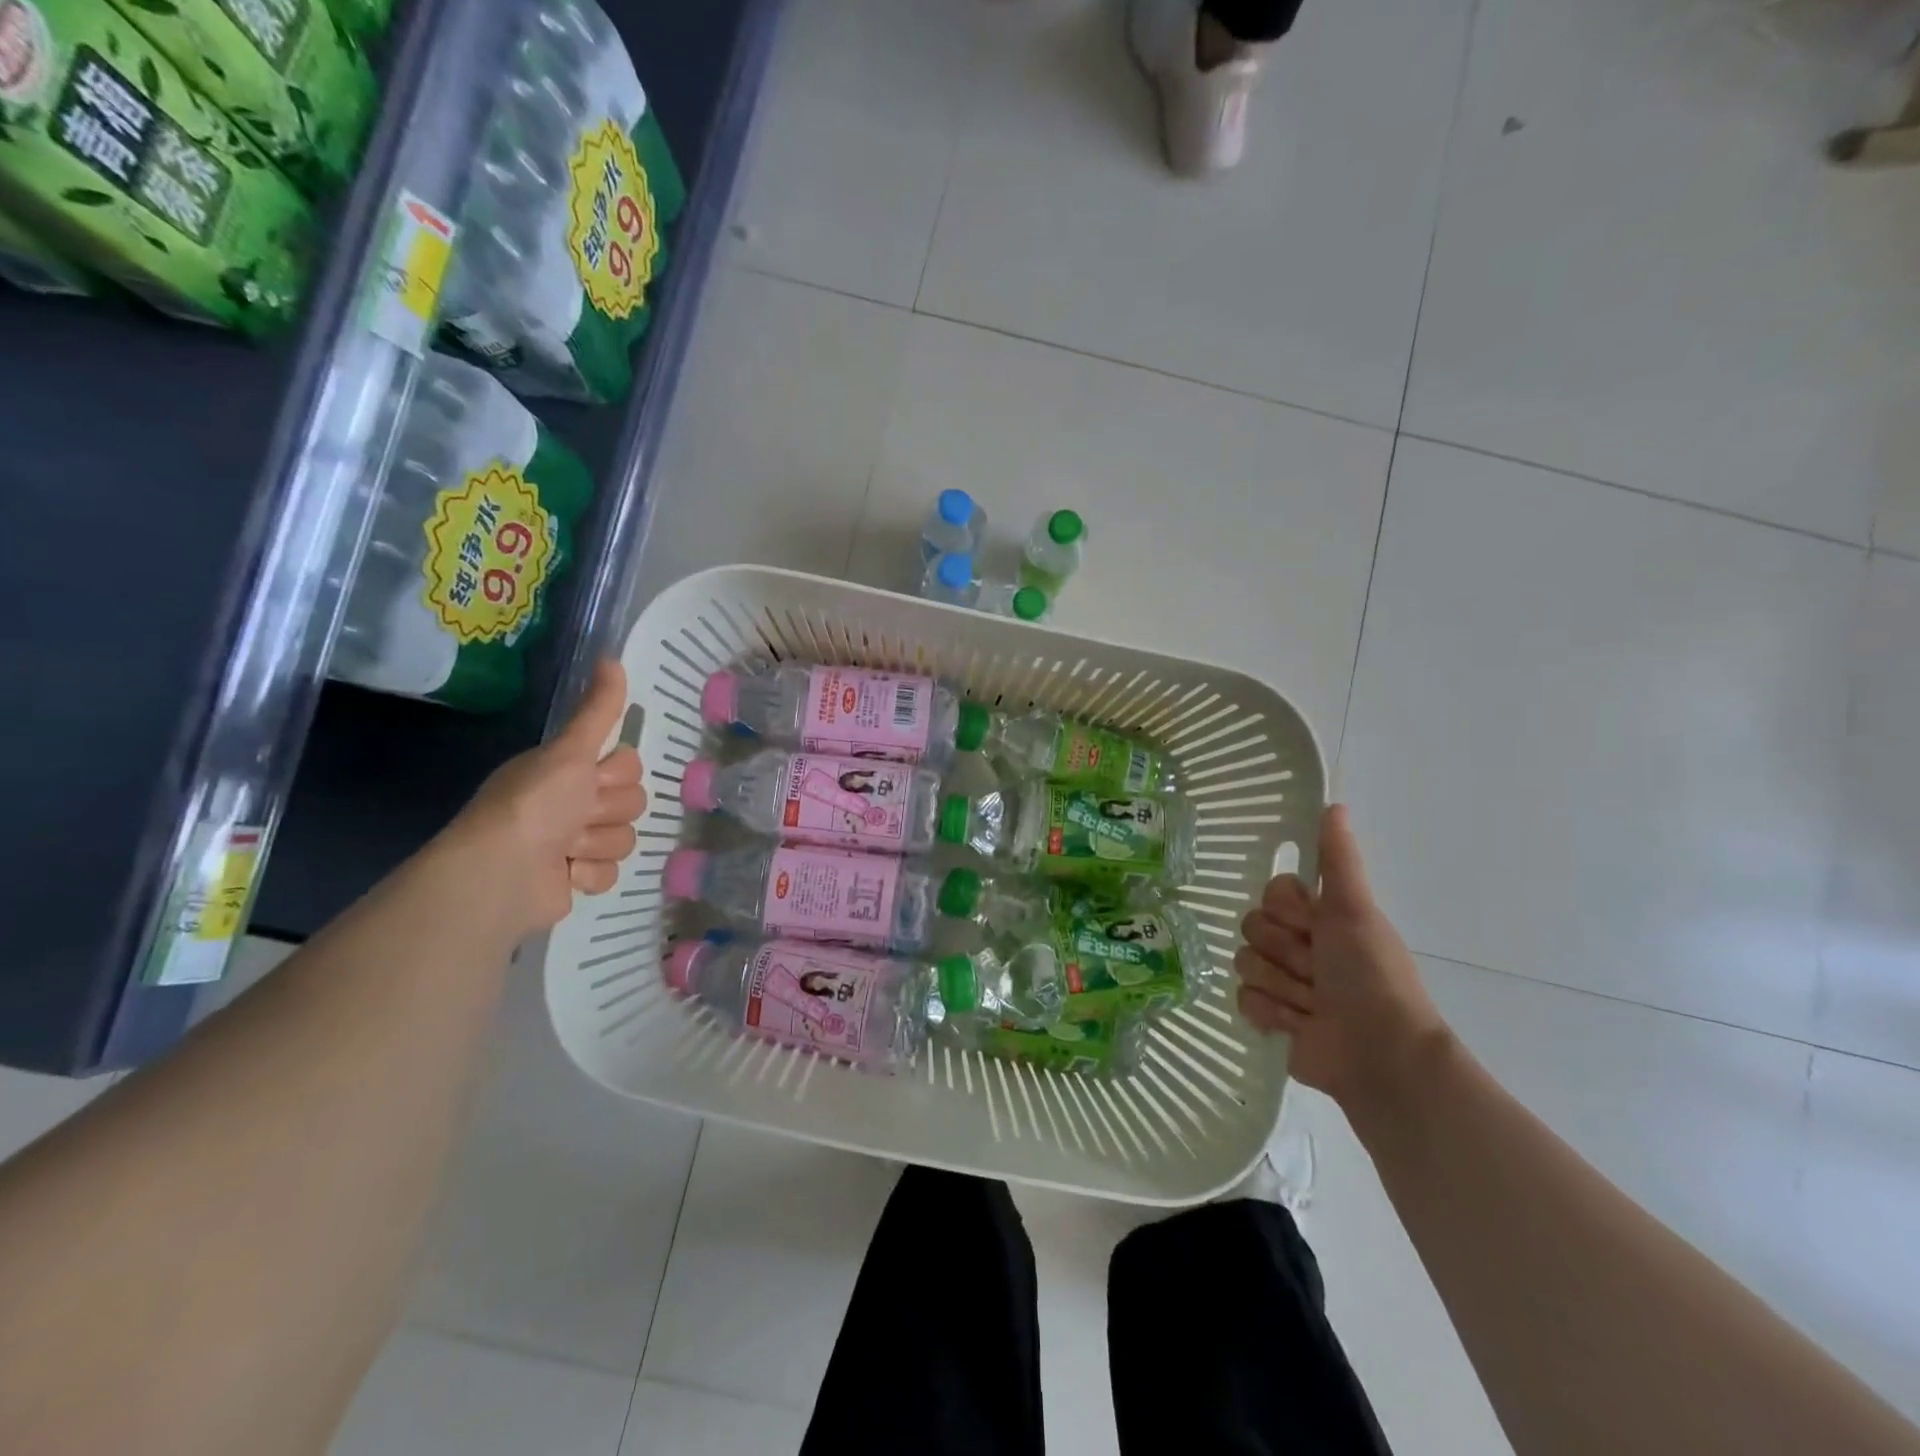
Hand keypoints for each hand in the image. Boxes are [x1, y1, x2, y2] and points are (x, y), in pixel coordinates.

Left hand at [441, 660, 647, 938]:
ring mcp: (575, 842)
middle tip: (575, 816)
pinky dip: (589, 874)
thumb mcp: (569, 751)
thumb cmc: (536, 806)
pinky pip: (612, 872)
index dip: (616, 774)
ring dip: (596, 844)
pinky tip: (565, 873)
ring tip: (564, 849)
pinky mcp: (578, 878)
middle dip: (606, 812)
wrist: (502, 873)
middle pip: (633, 802)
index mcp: (568, 769)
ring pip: (625, 837)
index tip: (592, 780)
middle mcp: (572, 802)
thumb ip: (598, 711)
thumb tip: (611, 657)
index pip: (629, 764)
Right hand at [1235, 805, 1447, 1113]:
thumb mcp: (1356, 910)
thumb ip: (1339, 860)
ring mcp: (1282, 982)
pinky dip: (1273, 1014)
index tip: (1316, 927)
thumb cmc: (1371, 976)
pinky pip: (1242, 998)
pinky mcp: (1269, 1017)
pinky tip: (1299, 1025)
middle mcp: (1298, 945)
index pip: (1271, 893)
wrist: (1380, 1053)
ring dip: (1283, 986)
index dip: (1289, 911)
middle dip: (1287, 953)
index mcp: (1319, 918)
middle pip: (1252, 926)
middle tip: (1319, 972)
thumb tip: (1335, 804)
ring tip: (1314, 1005)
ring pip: (1244, 963)